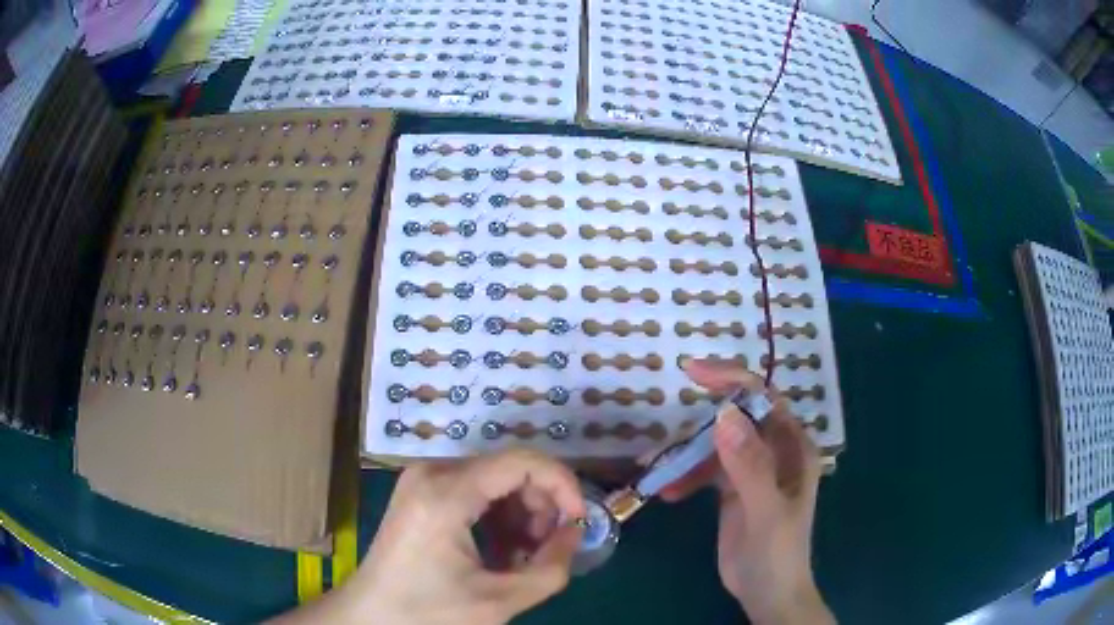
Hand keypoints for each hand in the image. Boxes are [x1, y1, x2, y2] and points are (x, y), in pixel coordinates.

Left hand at [272, 449, 584, 624]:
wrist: (371, 616)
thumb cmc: (430, 612)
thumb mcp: (500, 599)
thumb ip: (552, 566)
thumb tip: (575, 532)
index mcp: (447, 493)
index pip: (523, 461)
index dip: (563, 484)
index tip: (579, 520)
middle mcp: (432, 472)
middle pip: (509, 469)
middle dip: (541, 506)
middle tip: (548, 548)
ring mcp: (423, 479)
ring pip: (494, 479)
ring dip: (521, 515)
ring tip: (523, 557)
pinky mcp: (420, 491)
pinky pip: (475, 491)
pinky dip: (498, 517)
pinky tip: (500, 552)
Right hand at [660, 359, 832, 624]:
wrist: (767, 593)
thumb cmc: (776, 552)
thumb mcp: (765, 510)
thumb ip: (750, 465)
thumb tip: (725, 413)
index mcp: (792, 447)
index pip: (763, 399)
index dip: (731, 380)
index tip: (692, 372)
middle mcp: (774, 451)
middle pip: (736, 419)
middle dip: (700, 422)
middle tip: (664, 430)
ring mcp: (752, 470)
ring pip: (717, 445)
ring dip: (687, 455)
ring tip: (657, 470)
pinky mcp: (733, 489)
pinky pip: (706, 470)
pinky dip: (686, 477)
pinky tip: (668, 493)